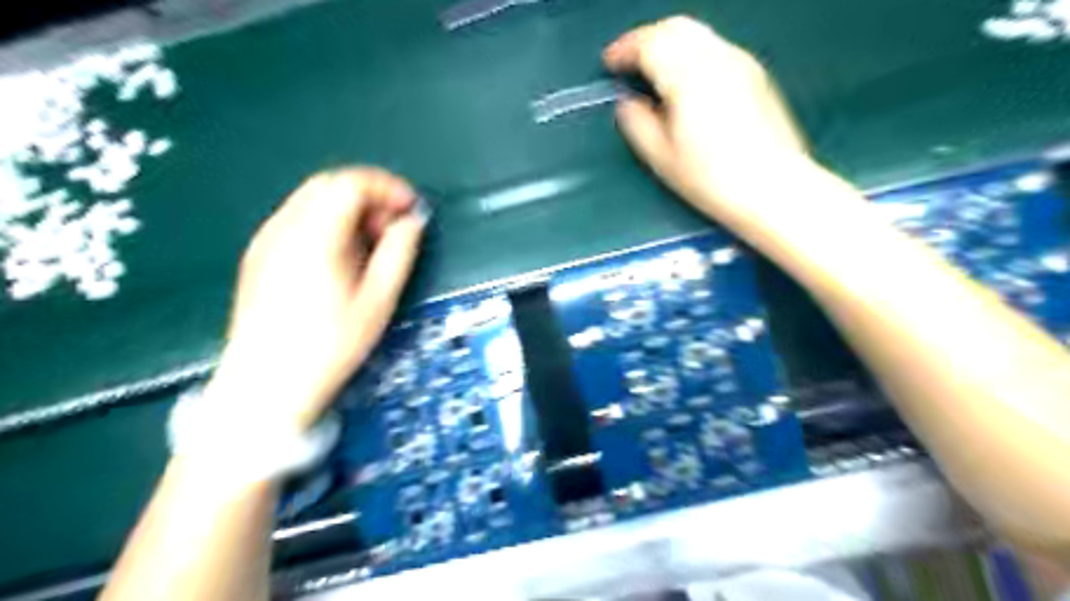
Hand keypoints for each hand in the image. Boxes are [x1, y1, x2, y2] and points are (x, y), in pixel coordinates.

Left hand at [204, 167, 426, 430]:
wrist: (266, 385)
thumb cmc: (330, 346)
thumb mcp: (378, 301)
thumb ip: (399, 253)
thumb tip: (412, 222)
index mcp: (314, 236)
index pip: (351, 184)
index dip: (388, 188)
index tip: (412, 209)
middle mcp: (284, 227)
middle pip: (329, 185)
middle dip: (370, 196)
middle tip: (394, 226)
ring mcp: (266, 239)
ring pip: (312, 200)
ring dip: (349, 209)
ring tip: (372, 244)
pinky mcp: (259, 255)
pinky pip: (298, 219)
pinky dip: (328, 223)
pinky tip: (342, 257)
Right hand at [602, 18, 811, 226]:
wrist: (773, 186)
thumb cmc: (712, 178)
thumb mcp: (662, 158)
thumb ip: (637, 124)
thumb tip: (627, 104)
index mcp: (687, 76)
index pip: (649, 43)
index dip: (624, 49)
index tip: (609, 63)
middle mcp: (716, 58)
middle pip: (675, 28)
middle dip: (647, 39)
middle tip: (629, 62)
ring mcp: (740, 62)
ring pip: (698, 34)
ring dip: (670, 43)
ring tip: (655, 71)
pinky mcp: (755, 74)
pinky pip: (715, 48)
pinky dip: (692, 54)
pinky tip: (687, 81)